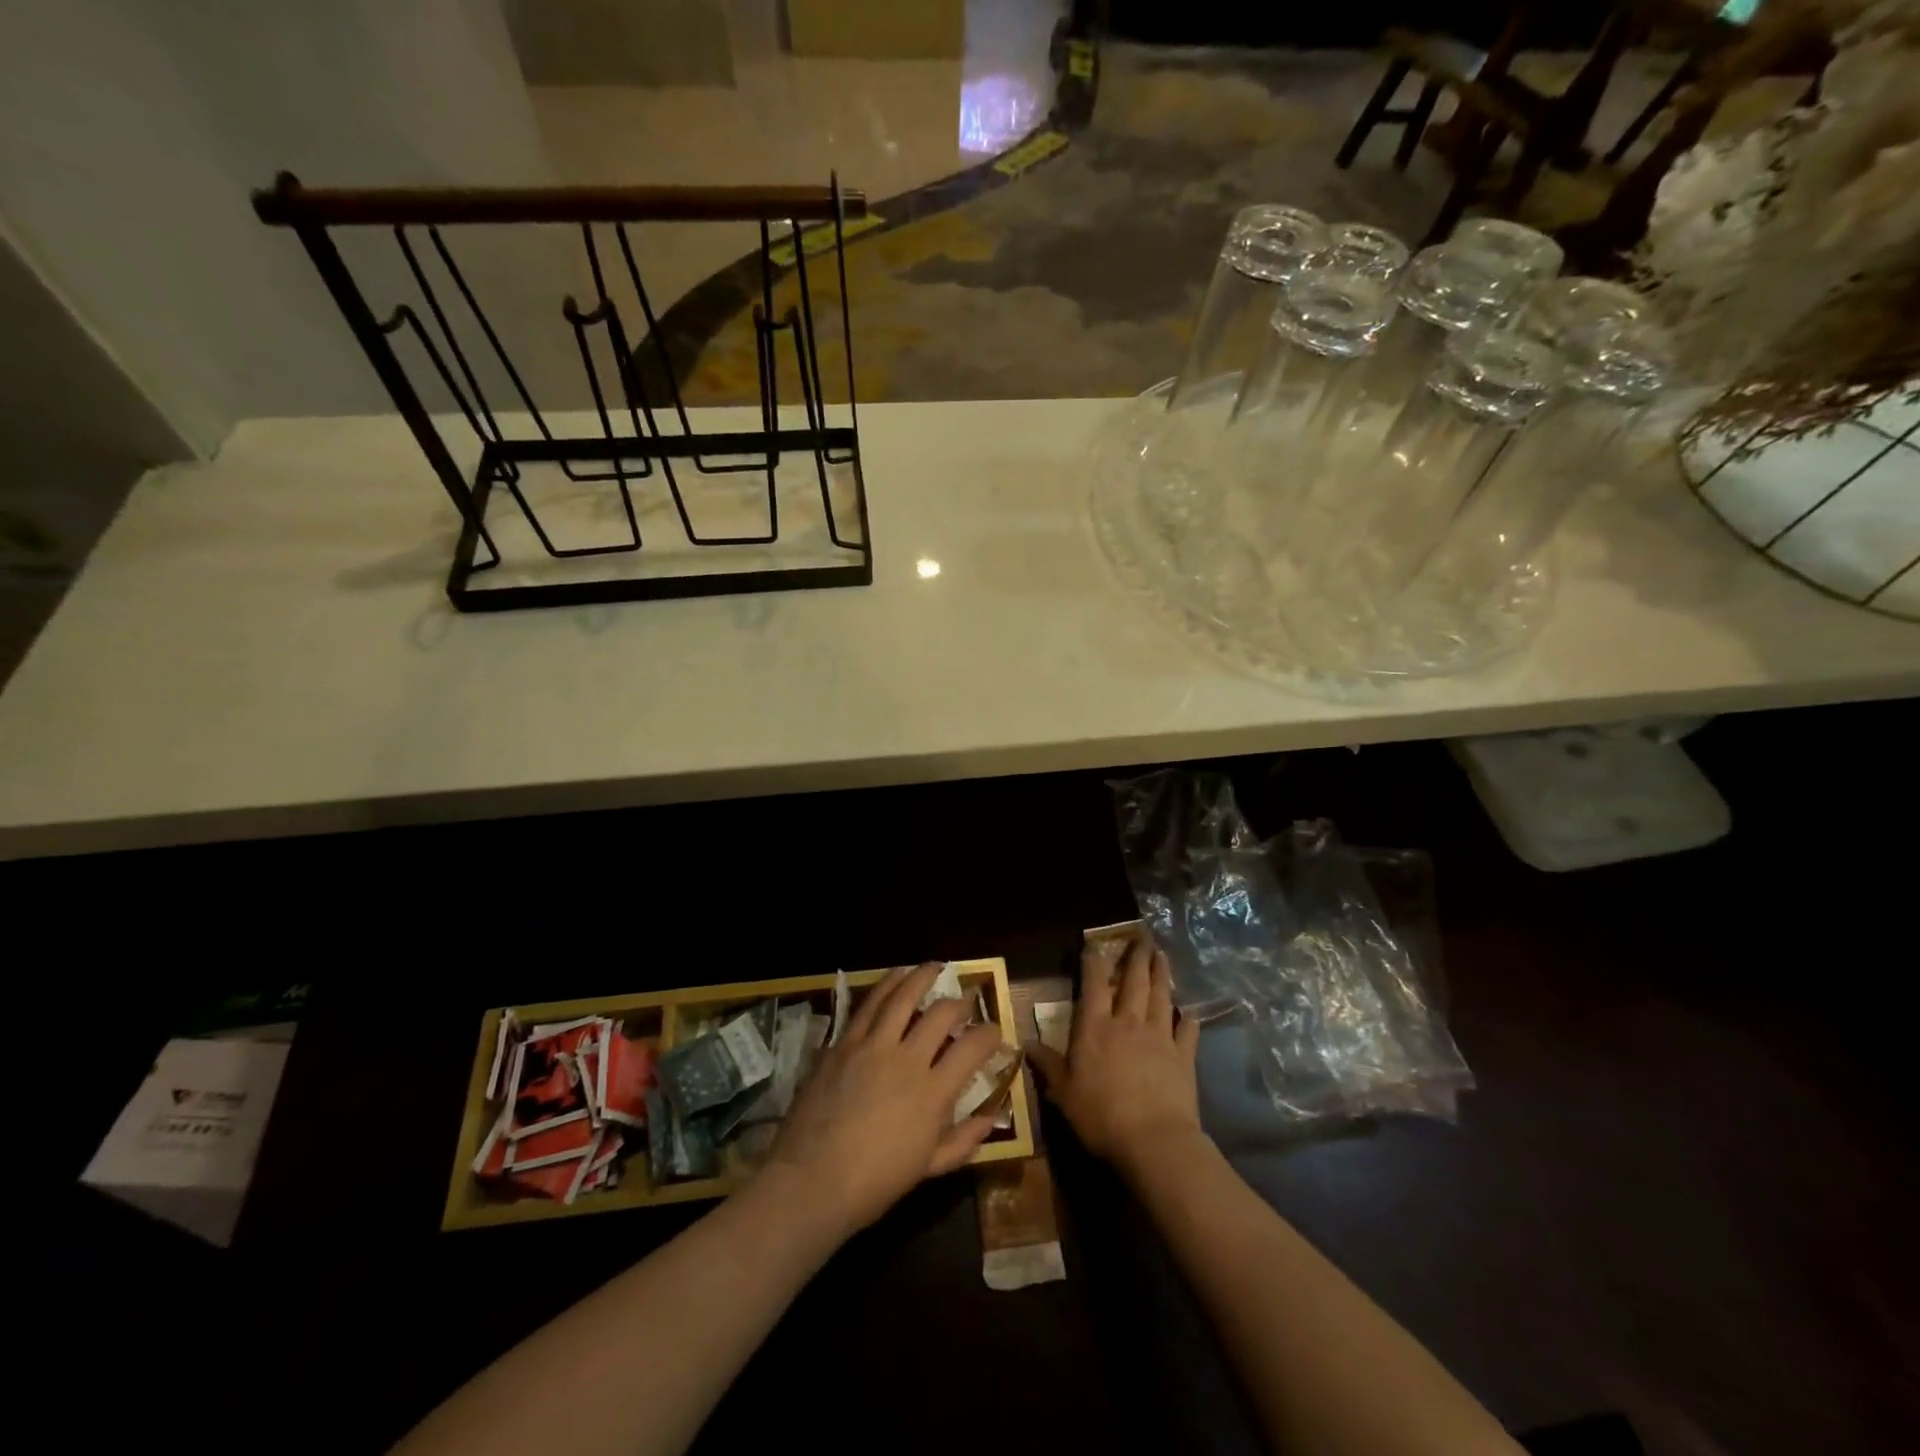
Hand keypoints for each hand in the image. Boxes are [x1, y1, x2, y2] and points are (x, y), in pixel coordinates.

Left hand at [764, 963, 1001, 1239]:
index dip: (990, 1033)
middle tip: (967, 999)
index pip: (973, 1047)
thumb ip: (962, 1141)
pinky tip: (895, 977)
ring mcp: (872, 1046)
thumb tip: (990, 1118)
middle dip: (961, 1001)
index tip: (994, 1030)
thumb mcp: (928, 1169)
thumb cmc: (874, 1183)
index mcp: (932, 1093)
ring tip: (934, 967)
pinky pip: (868, 1004)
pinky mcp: (843, 1042)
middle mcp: (906, 1060)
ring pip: (903, 996)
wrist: (810, 1181)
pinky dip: (886, 985)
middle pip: (941, 1014)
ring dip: (922, 977)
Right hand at [1030, 936, 1202, 1181]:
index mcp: (1095, 1027)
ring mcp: (1160, 1036)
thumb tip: (1026, 1043)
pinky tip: (1190, 1012)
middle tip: (1142, 938)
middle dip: (1136, 957)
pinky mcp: (1183, 1056)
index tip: (1095, 943)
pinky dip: (1188, 1019)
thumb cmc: (1101, 1115)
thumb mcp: (1064, 1092)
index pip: (1094, 984)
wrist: (1154, 1140)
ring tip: (1162, 956)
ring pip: (1161, 997)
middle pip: (1134, 981)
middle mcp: (1128, 1022)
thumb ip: (1048, 1064)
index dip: (1094, 961)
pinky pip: (1187, 1031)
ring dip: (1162, 974)